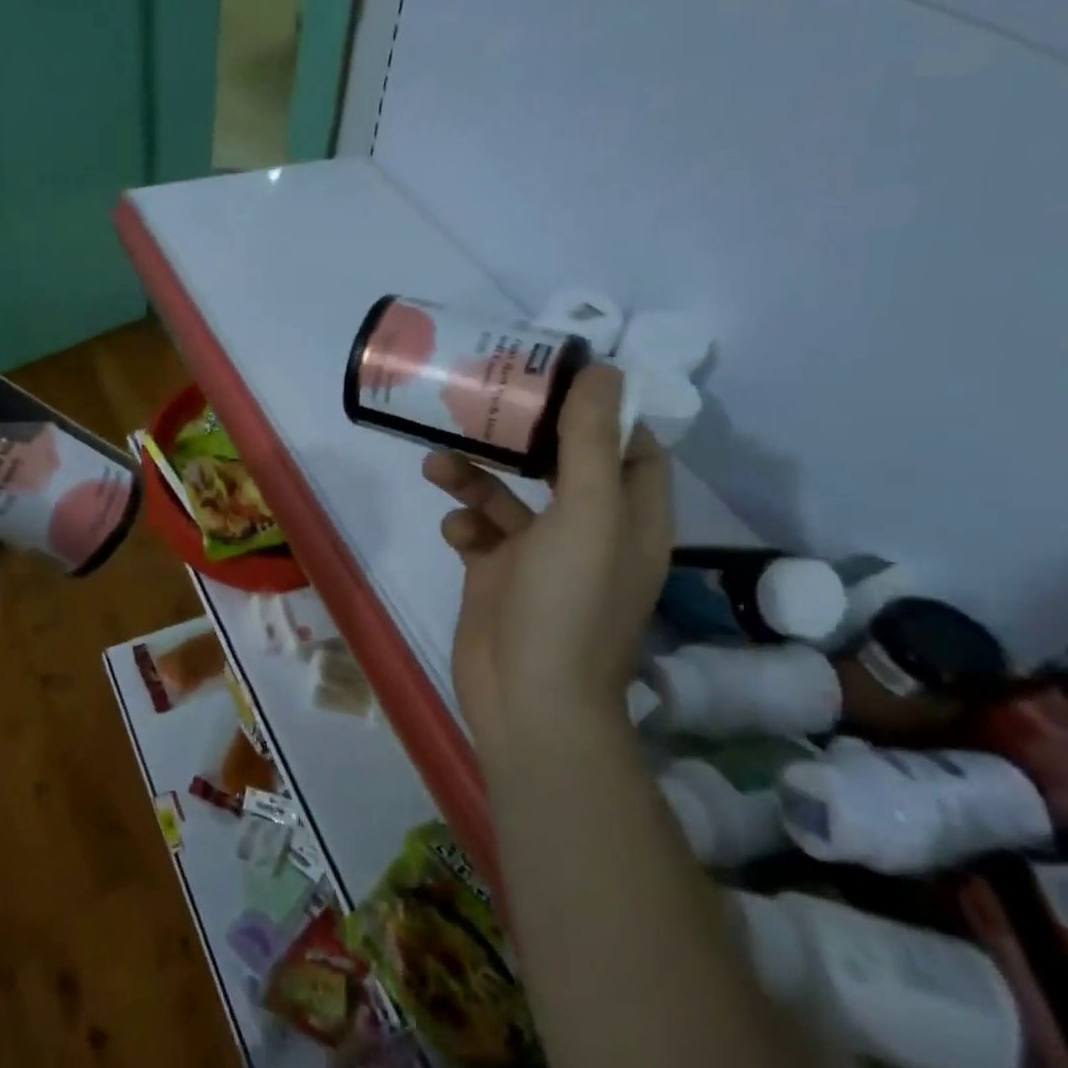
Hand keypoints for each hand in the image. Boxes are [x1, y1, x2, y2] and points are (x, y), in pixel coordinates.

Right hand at [423, 364, 671, 753]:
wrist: (525, 697)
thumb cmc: (567, 603)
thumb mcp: (587, 514)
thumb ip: (591, 442)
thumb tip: (605, 370)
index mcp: (629, 516)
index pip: (631, 448)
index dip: (603, 412)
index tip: (558, 380)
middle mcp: (589, 531)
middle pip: (561, 464)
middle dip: (525, 436)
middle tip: (485, 400)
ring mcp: (540, 555)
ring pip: (509, 497)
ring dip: (475, 477)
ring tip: (436, 462)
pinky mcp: (496, 574)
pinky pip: (479, 532)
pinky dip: (464, 524)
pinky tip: (453, 531)